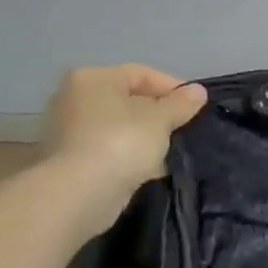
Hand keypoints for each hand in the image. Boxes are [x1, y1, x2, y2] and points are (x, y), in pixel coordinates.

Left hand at [40, 64, 207, 214]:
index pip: (142, 74)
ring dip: (147, 138)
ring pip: (121, 128)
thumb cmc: (121, 143)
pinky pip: (111, 151)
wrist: (79, 194)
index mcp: (93, 78)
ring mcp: (69, 131)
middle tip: (185, 130)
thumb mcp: (161, 119)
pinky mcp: (71, 161)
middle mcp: (75, 98)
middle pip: (129, 101)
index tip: (197, 107)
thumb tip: (198, 91)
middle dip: (160, 115)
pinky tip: (152, 170)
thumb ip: (181, 103)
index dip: (174, 88)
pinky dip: (131, 157)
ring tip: (172, 152)